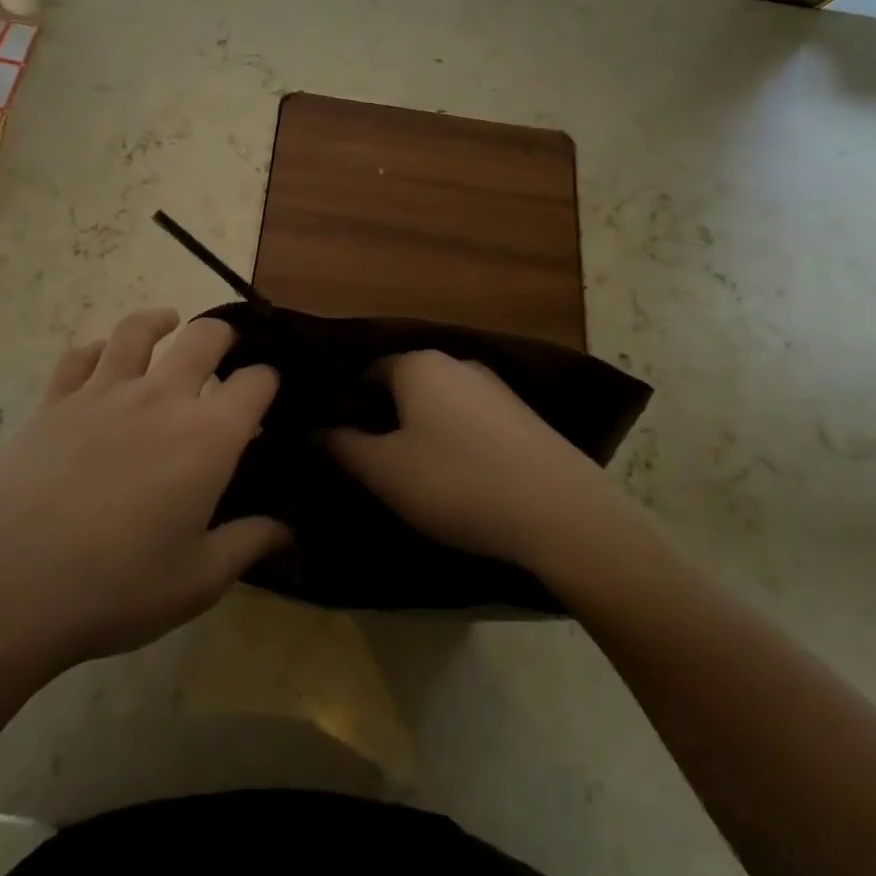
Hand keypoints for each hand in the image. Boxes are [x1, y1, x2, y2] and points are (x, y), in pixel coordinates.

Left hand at [0, 310, 286, 685]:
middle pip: (203, 339)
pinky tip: (101, 357)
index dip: (268, 381)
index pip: (255, 385)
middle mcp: (161, 398)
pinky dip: (97, 349)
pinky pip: (79, 356)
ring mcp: (103, 392)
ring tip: (168, 322)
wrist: (6, 583)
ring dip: (159, 321)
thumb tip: (286, 529)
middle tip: (228, 347)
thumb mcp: (196, 581)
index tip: (269, 390)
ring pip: (137, 331)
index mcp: (207, 437)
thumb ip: (247, 545)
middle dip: (224, 336)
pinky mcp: (54, 400)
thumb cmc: (115, 587)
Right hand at [326, 351, 626, 575]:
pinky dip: (455, 441)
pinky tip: (460, 479)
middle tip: (373, 465)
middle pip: (403, 386)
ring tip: (415, 477)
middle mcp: (456, 363)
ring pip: (438, 404)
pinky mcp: (523, 416)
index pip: (366, 373)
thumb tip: (314, 431)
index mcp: (418, 365)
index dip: (347, 407)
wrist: (561, 512)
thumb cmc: (457, 482)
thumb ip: (342, 447)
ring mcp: (495, 387)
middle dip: (383, 419)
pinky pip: (470, 420)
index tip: (340, 447)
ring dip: (419, 432)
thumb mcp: (384, 471)